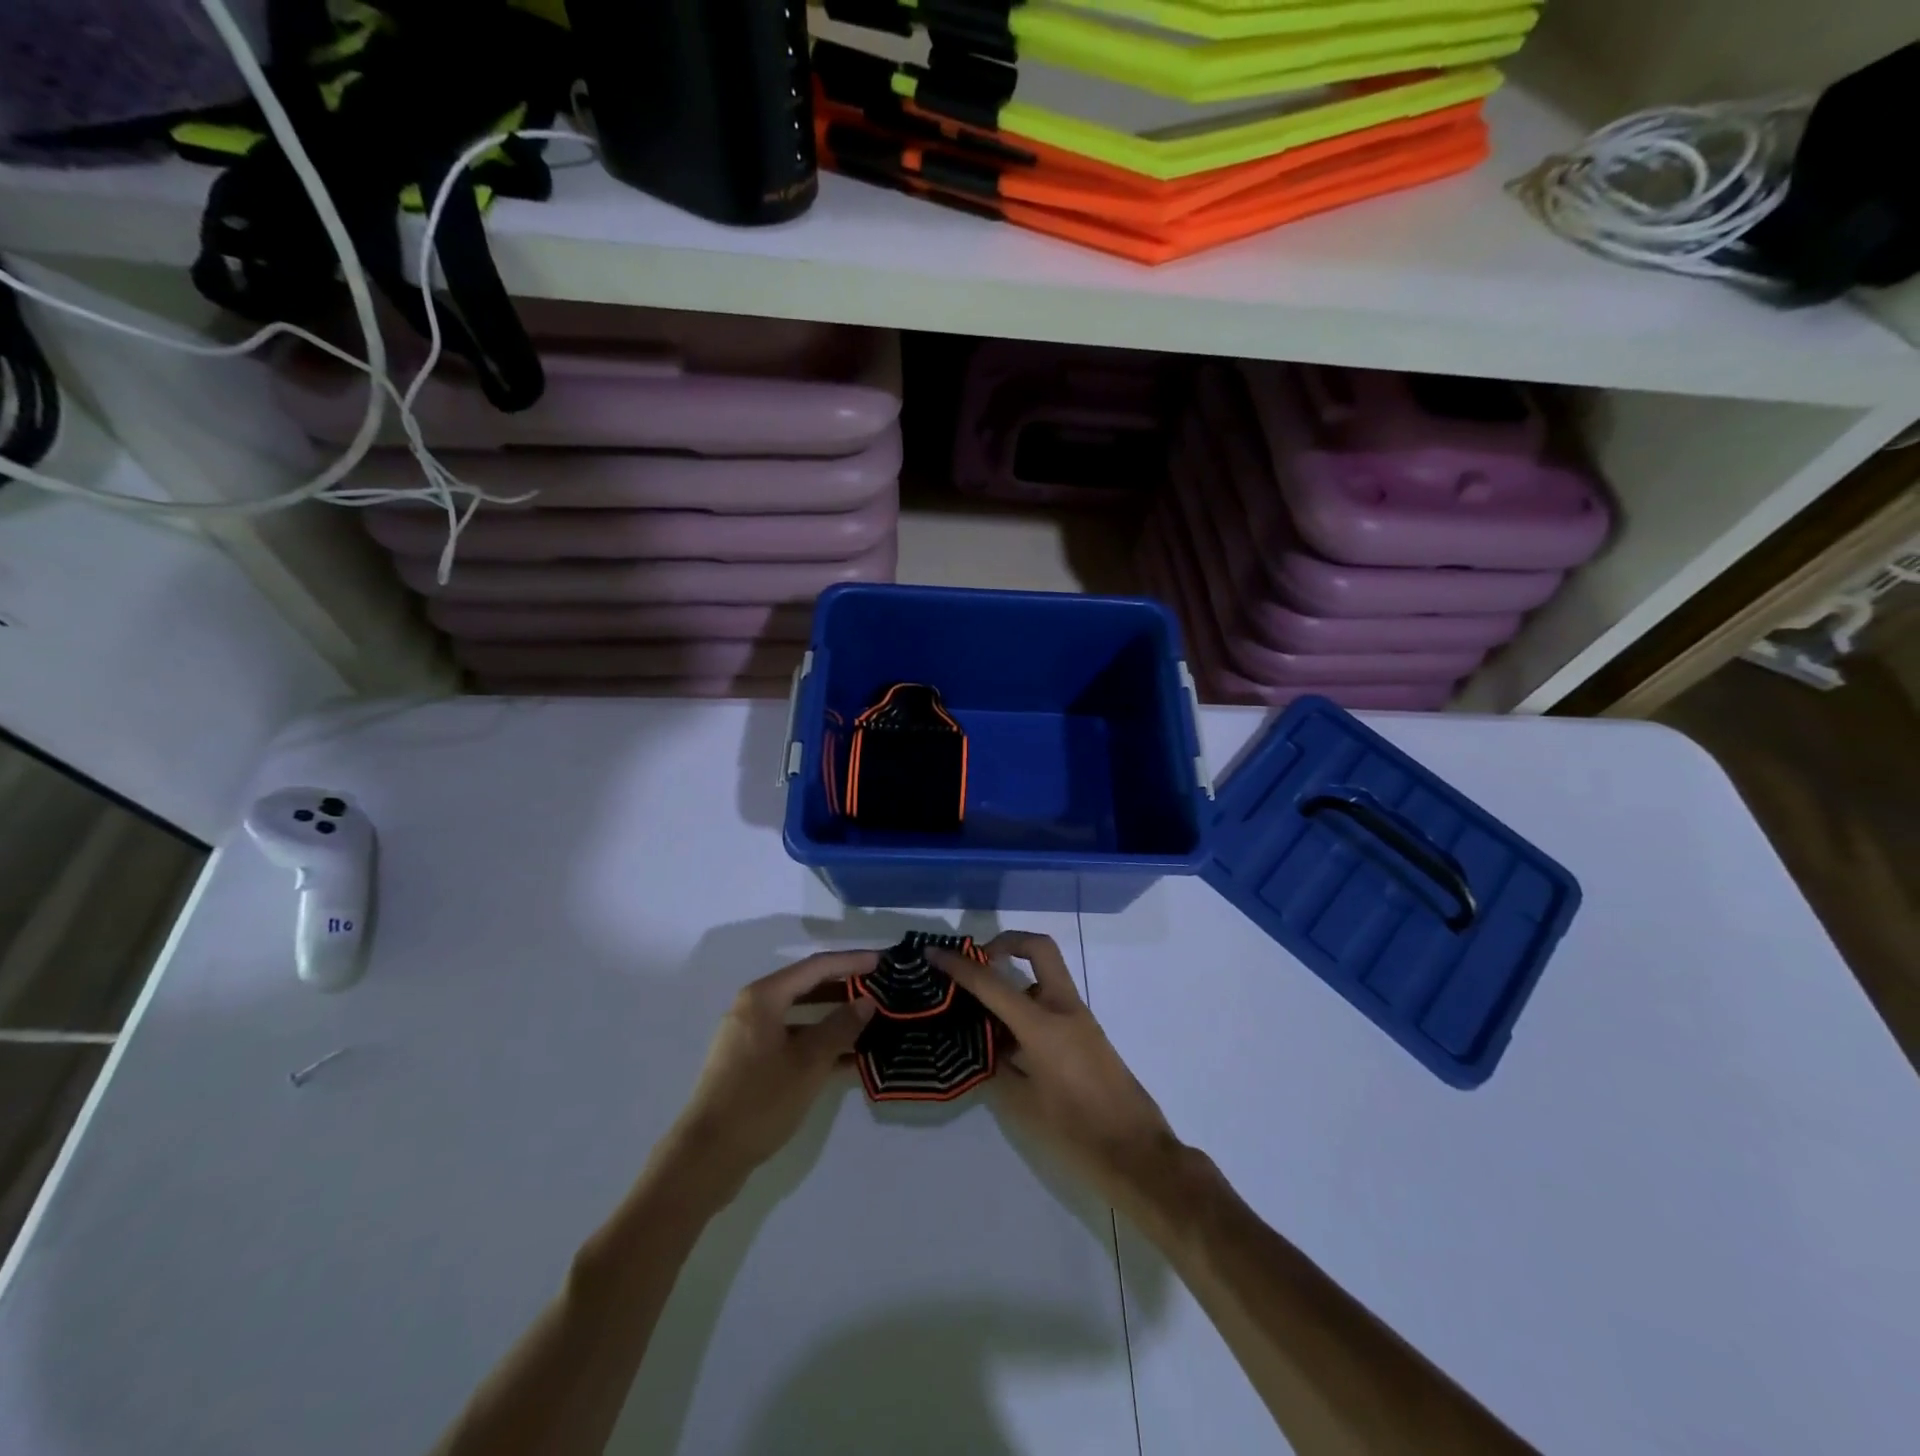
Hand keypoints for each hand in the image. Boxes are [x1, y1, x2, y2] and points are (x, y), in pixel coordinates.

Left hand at [659, 951, 877, 1198]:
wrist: (706, 1157)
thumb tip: (868, 1001)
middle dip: (844, 987)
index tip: (882, 961)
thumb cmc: (760, 1100)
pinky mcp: (751, 1063)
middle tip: (880, 988)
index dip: (851, 962)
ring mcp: (751, 1036)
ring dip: (835, 1018)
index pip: (816, 967)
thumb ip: (841, 1027)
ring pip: (802, 1016)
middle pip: (807, 987)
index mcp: (764, 997)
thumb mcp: (809, 1062)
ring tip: (872, 1021)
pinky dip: (819, 1043)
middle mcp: (754, 1008)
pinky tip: (850, 1058)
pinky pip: (792, 1040)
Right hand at [928, 932, 1179, 1210]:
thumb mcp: (1023, 1106)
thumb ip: (998, 1068)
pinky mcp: (1087, 1035)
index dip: (959, 966)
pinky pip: (1051, 1003)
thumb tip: (983, 1047)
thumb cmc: (1077, 1133)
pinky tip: (1006, 1039)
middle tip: (977, 963)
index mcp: (1043, 1025)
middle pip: (1038, 949)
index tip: (933, 953)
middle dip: (1005, 943)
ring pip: (1045, 976)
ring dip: (1015, 978)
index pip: (992, 983)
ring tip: (981, 1009)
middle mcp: (1064, 1009)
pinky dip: (1027, 1005)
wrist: (1138, 1155)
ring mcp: (1080, 1019)